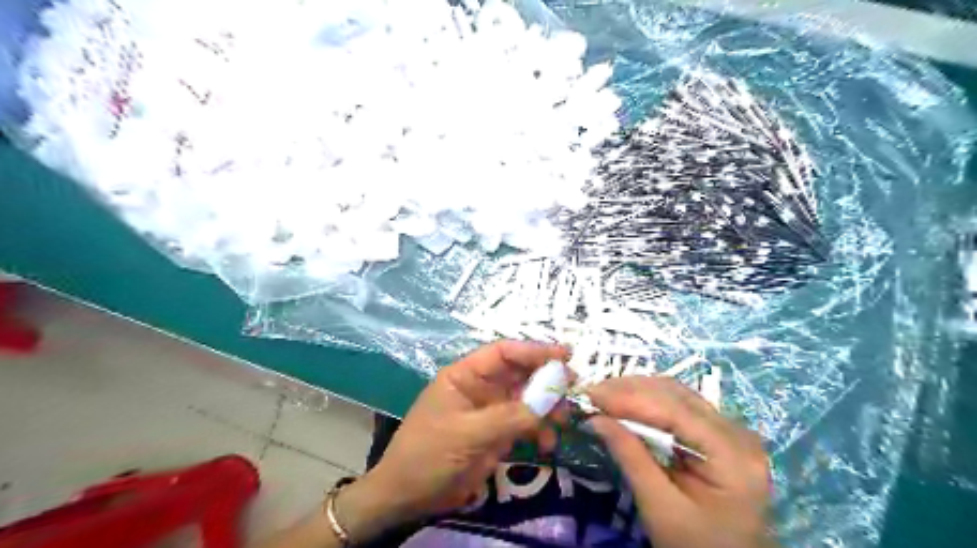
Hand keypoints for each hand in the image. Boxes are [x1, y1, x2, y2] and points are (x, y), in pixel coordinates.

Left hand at [337, 340, 568, 540]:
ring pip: (526, 399)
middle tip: (571, 389)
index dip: (533, 350)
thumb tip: (550, 401)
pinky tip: (547, 444)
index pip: (503, 353)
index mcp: (465, 375)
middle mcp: (480, 388)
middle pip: (519, 374)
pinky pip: (525, 424)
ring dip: (547, 407)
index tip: (564, 356)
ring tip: (564, 420)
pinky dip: (539, 431)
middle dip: (546, 380)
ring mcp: (490, 411)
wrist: (408, 496)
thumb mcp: (467, 434)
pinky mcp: (496, 434)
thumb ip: (509, 417)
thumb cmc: (429, 454)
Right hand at [584, 377, 775, 547]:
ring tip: (603, 395)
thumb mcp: (660, 508)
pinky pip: (680, 405)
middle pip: (678, 395)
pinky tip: (625, 402)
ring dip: (637, 391)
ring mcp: (731, 430)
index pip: (676, 411)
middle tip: (591, 393)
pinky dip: (649, 401)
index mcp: (732, 456)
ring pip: (678, 394)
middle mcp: (738, 433)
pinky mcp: (720, 432)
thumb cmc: (695, 545)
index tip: (592, 395)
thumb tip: (595, 419)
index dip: (630, 398)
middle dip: (630, 389)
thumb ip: (630, 457)